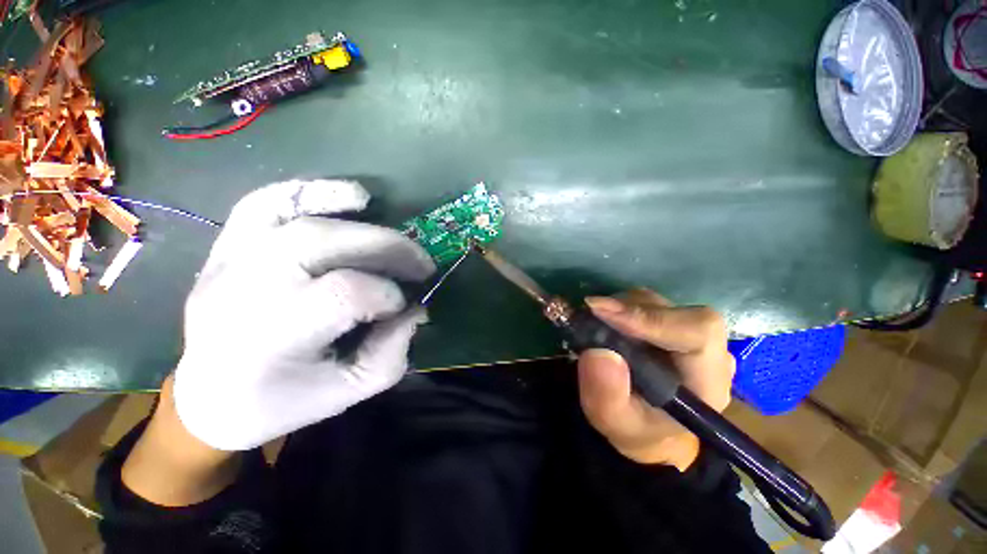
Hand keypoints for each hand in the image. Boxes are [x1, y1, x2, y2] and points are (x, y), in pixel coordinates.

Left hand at [173, 180, 435, 450]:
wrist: (209, 398)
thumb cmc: (282, 402)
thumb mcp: (348, 392)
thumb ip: (392, 351)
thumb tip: (417, 309)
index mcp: (270, 340)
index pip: (343, 294)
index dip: (388, 294)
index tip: (405, 306)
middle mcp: (243, 291)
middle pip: (322, 242)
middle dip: (387, 246)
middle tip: (419, 261)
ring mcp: (227, 262)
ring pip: (292, 215)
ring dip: (349, 210)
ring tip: (389, 222)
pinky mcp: (225, 247)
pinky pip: (262, 201)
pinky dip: (309, 190)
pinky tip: (347, 197)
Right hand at [577, 289, 734, 469]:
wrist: (648, 426)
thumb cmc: (636, 429)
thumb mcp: (614, 422)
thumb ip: (607, 396)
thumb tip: (598, 353)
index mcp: (707, 381)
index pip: (697, 332)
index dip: (650, 318)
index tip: (603, 313)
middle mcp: (707, 350)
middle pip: (672, 310)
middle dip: (628, 309)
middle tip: (590, 313)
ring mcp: (689, 332)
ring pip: (655, 302)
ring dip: (620, 306)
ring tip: (595, 323)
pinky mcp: (670, 323)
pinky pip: (645, 302)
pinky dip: (619, 306)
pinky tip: (604, 321)